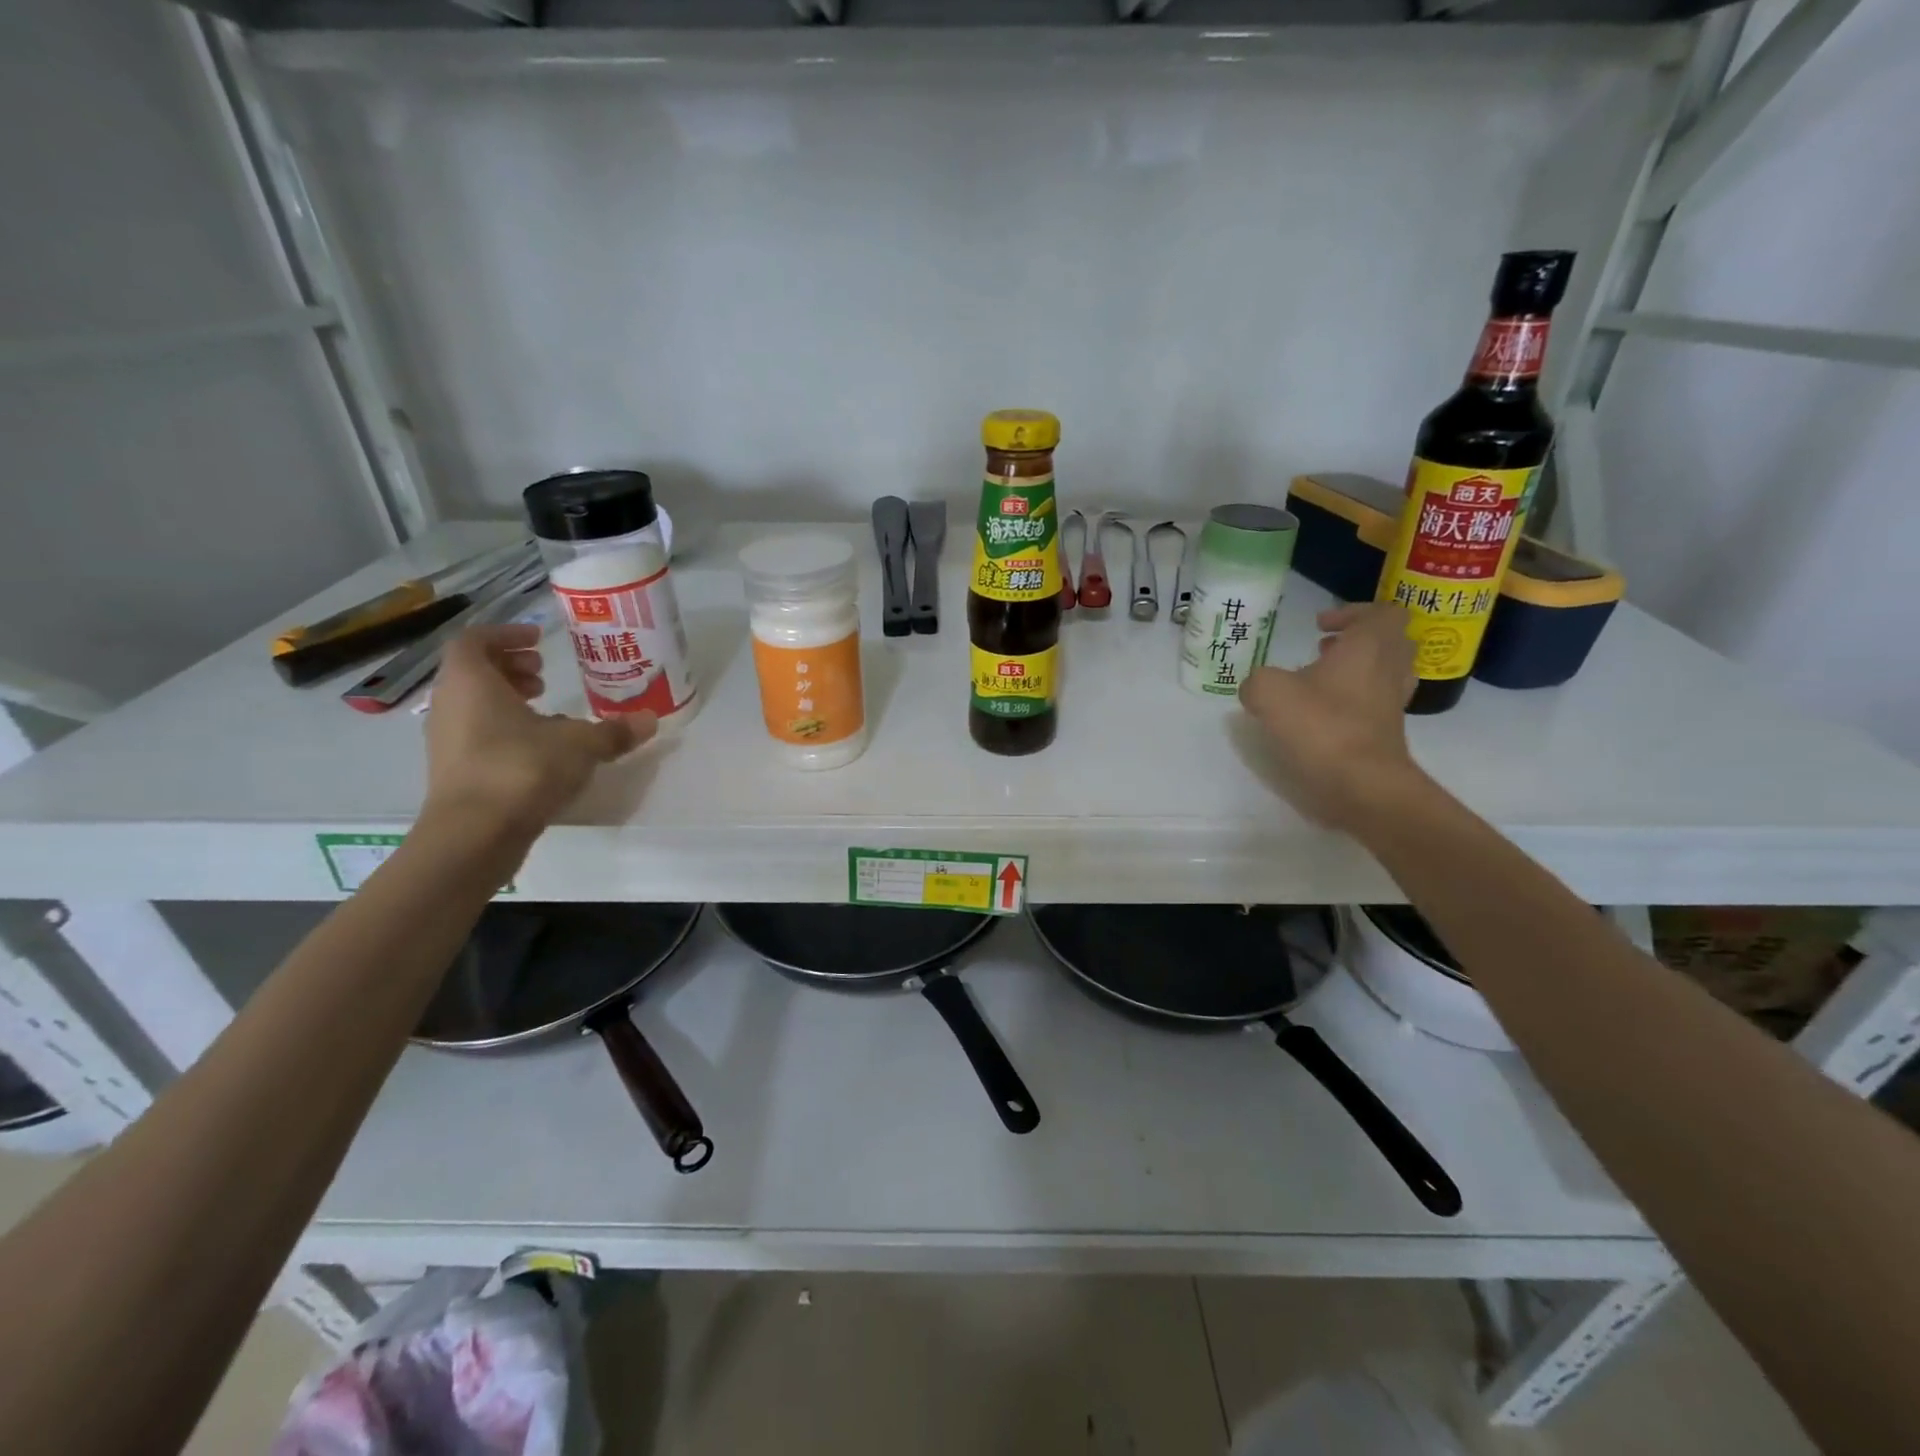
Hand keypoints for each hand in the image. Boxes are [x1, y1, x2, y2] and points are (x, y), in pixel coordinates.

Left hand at [422, 624, 653, 838]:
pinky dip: (504, 729)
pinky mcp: (453, 771)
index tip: (540, 639)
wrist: (474, 834)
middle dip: (509, 667)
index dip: (506, 634)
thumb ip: (614, 731)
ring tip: (547, 711)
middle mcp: (450, 704)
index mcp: (471, 682)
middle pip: (472, 671)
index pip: (475, 640)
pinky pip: (476, 734)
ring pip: (473, 704)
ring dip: (507, 700)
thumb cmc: (521, 768)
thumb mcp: (580, 745)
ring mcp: (446, 740)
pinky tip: (540, 748)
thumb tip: (650, 720)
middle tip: (544, 674)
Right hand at [1238, 602, 1425, 831]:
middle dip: (1357, 640)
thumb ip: (1257, 681)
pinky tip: (1323, 714)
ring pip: (1386, 672)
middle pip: (1390, 640)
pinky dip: (1355, 700)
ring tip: (1321, 681)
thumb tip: (1256, 688)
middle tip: (1323, 650)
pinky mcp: (1388, 732)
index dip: (1352, 612)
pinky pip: (1377, 702)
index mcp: (1369, 646)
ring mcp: (1393, 703)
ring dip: (1358, 669)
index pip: (1383, 611)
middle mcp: (1389, 669)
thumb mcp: (1269, 693)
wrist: (1363, 785)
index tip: (1321, 626)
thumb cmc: (1322, 727)